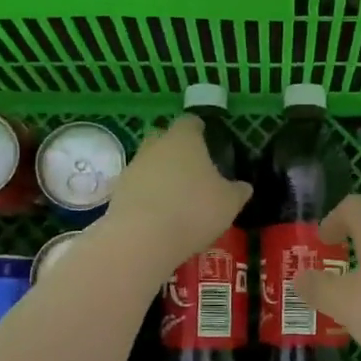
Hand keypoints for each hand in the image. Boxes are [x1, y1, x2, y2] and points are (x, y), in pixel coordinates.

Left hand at [100, 115, 251, 271]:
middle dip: (176, 150)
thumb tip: (243, 186)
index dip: (199, 129)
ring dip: (160, 175)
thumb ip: (238, 191)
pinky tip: (159, 216)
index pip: (190, 122)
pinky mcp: (118, 192)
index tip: (207, 140)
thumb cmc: (194, 210)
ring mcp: (133, 168)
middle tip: (192, 170)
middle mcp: (155, 146)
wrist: (142, 238)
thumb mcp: (229, 203)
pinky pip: (138, 187)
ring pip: (149, 163)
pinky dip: (147, 196)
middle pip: (164, 139)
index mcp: (184, 139)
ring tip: (176, 198)